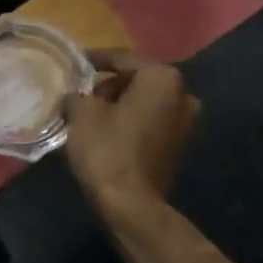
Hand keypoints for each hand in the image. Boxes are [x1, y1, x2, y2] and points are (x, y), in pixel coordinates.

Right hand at [62, 52, 199, 228]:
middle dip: (109, 86)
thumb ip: (77, 95)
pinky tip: (107, 134)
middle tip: (82, 95)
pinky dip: (131, 124)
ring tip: (90, 116)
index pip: (122, 59)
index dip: (95, 60)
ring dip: (120, 106)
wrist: (131, 204)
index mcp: (161, 78)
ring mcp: (186, 122)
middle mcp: (182, 94)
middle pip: (137, 81)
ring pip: (145, 103)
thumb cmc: (106, 149)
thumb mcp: (81, 114)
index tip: (76, 64)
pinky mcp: (179, 146)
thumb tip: (76, 97)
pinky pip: (150, 124)